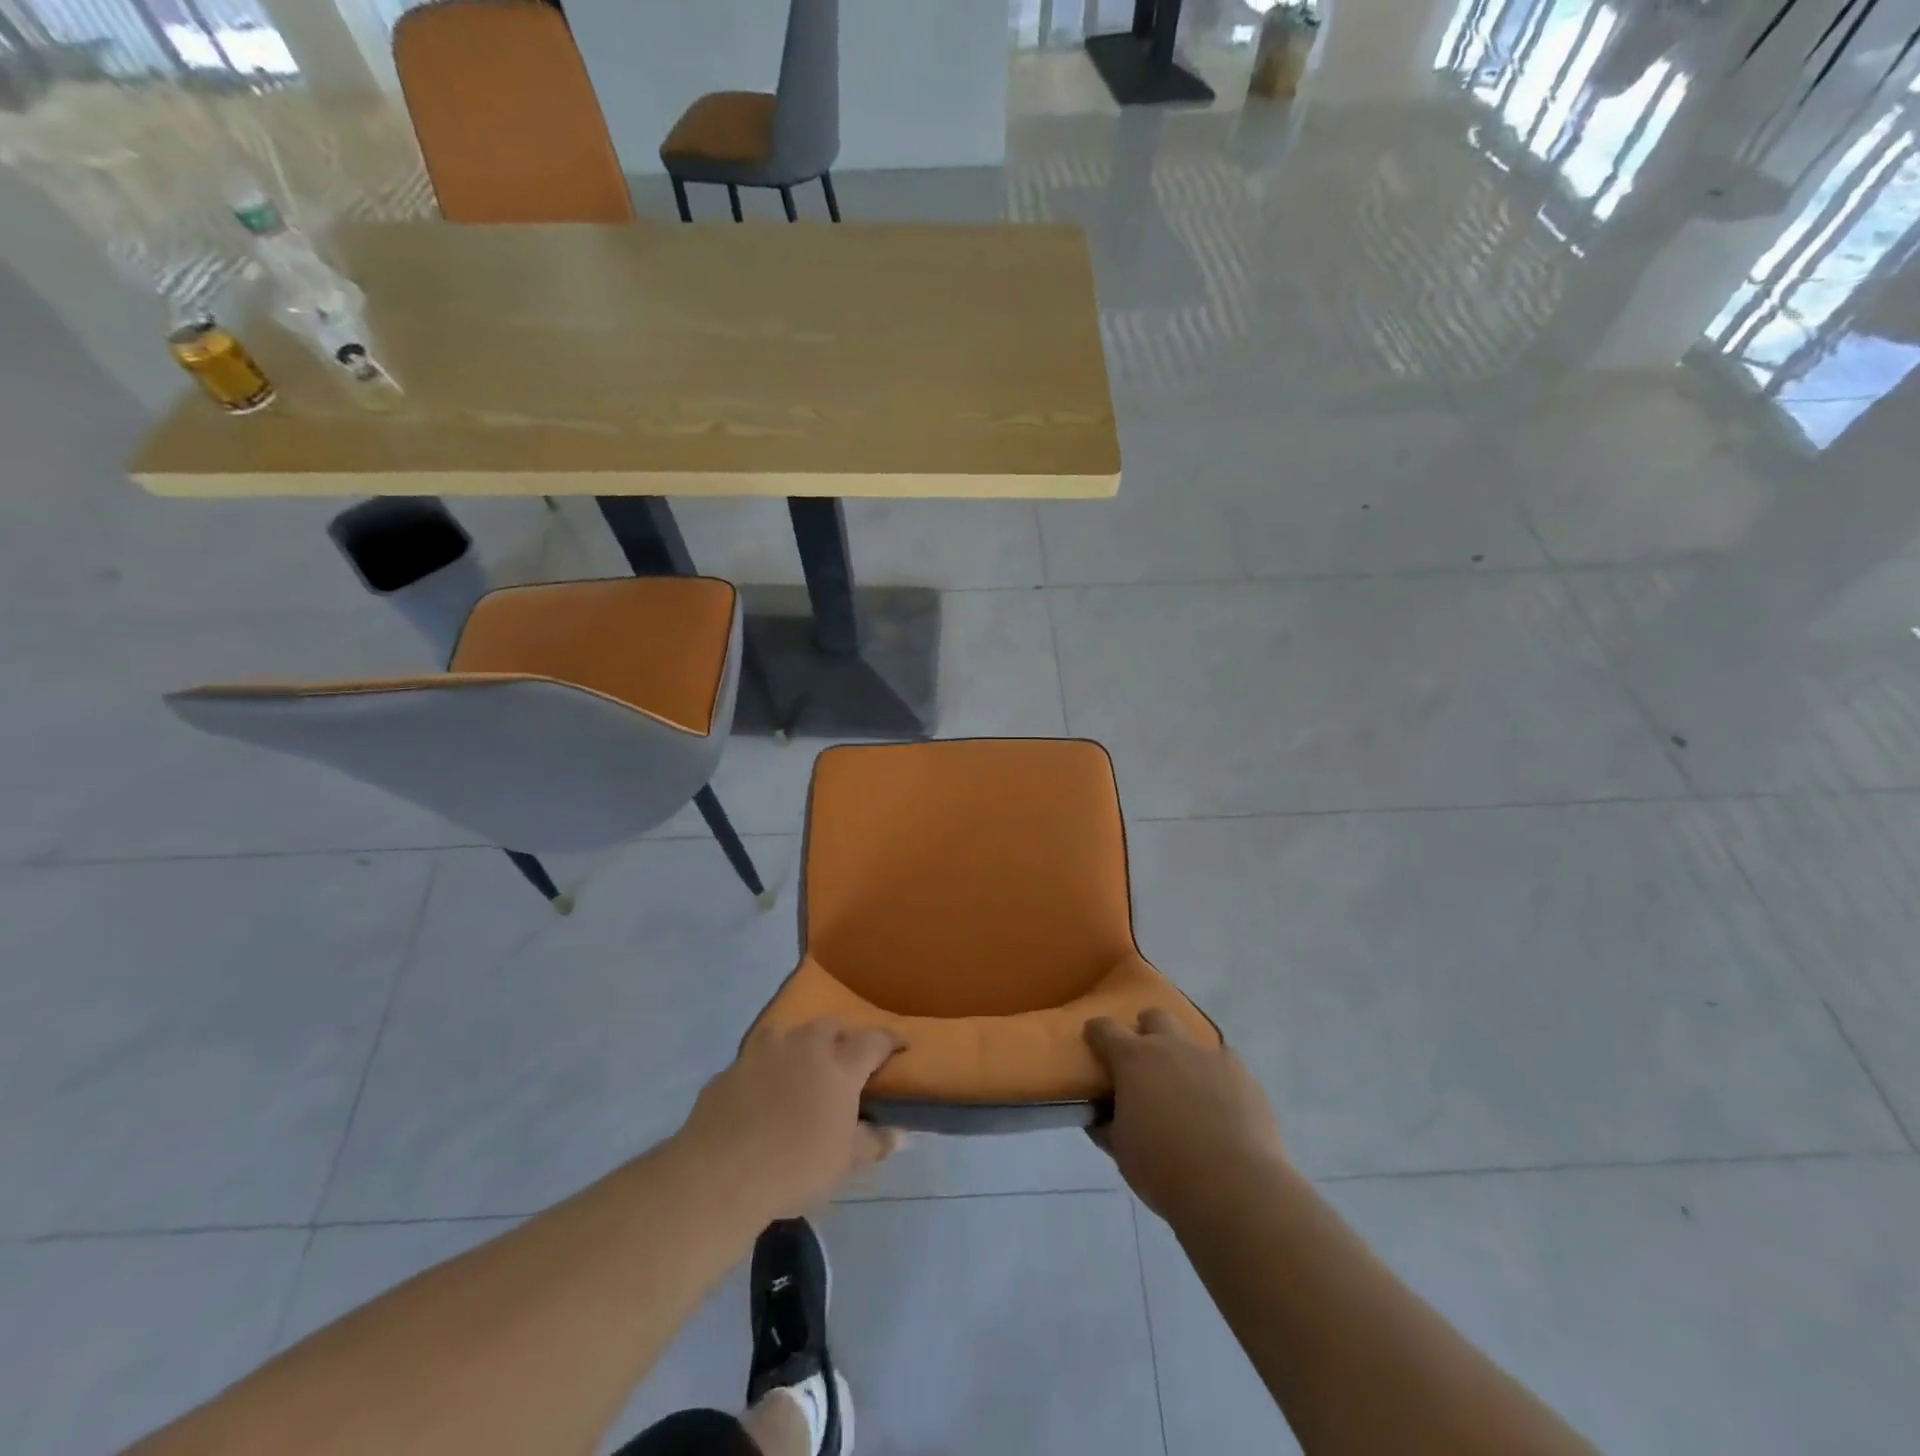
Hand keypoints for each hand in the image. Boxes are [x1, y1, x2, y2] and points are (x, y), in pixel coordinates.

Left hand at [678, 1018, 904, 1216]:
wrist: (720, 1174)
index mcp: (839, 1064)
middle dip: (841, 1038)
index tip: (901, 1045)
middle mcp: (804, 1045)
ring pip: (789, 1033)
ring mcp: (763, 1051)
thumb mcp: (844, 1162)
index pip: (874, 1040)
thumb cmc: (796, 1166)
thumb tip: (901, 1134)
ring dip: (800, 1046)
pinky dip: (766, 1070)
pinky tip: (761, 1096)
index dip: (890, 1040)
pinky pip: (756, 1060)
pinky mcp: (730, 1067)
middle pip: (830, 1027)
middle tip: (844, 1062)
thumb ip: (874, 1142)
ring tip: (800, 1070)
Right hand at [1085, 1009, 1284, 1220]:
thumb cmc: (1165, 1170)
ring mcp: (1210, 1056)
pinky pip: (1225, 1063)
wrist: (1235, 1188)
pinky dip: (1216, 1077)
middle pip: (1154, 1017)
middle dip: (1146, 1031)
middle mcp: (1171, 1046)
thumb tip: (1101, 1119)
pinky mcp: (1243, 1075)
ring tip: (1186, 1088)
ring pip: (1193, 1039)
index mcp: (1134, 1059)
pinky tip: (1220, 1103)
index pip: (1105, 1029)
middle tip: (1145, 1062)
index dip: (1096, 1033)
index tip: (1093, 1041)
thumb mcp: (1122, 1152)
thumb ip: (1108, 1126)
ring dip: (1183, 1055)